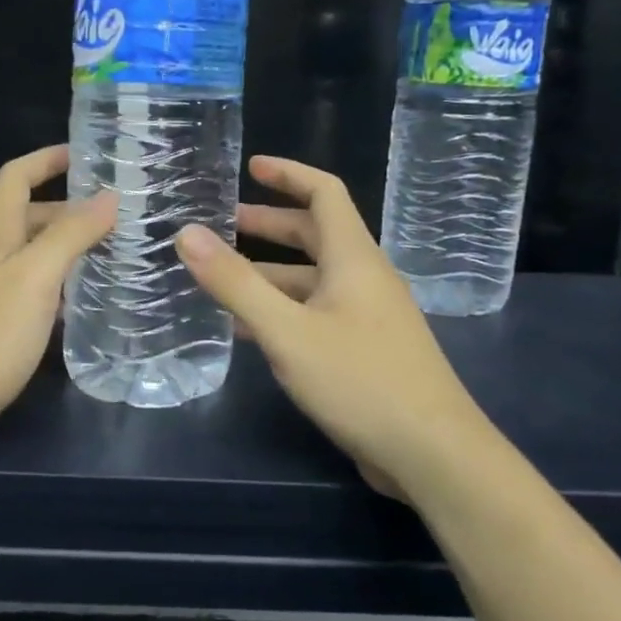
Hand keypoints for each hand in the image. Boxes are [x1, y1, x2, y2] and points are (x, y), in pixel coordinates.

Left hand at [0, 146, 114, 465]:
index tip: (85, 154)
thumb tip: (108, 197)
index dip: (47, 159)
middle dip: (65, 210)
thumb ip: (71, 235)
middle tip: (113, 221)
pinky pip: (18, 291)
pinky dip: (47, 287)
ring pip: (22, 257)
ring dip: (59, 250)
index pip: (16, 177)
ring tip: (103, 260)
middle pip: (23, 217)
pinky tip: (69, 310)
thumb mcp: (35, 279)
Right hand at [175, 156, 483, 495]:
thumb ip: (235, 283)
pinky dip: (283, 309)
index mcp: (353, 259)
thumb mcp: (287, 331)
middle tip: (223, 224)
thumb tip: (188, 233)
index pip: (325, 193)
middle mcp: (365, 278)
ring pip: (313, 279)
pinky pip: (318, 314)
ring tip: (222, 279)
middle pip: (316, 235)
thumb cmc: (360, 381)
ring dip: (271, 273)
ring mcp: (369, 317)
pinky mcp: (367, 350)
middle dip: (269, 224)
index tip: (251, 165)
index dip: (289, 173)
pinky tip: (251, 331)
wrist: (433, 454)